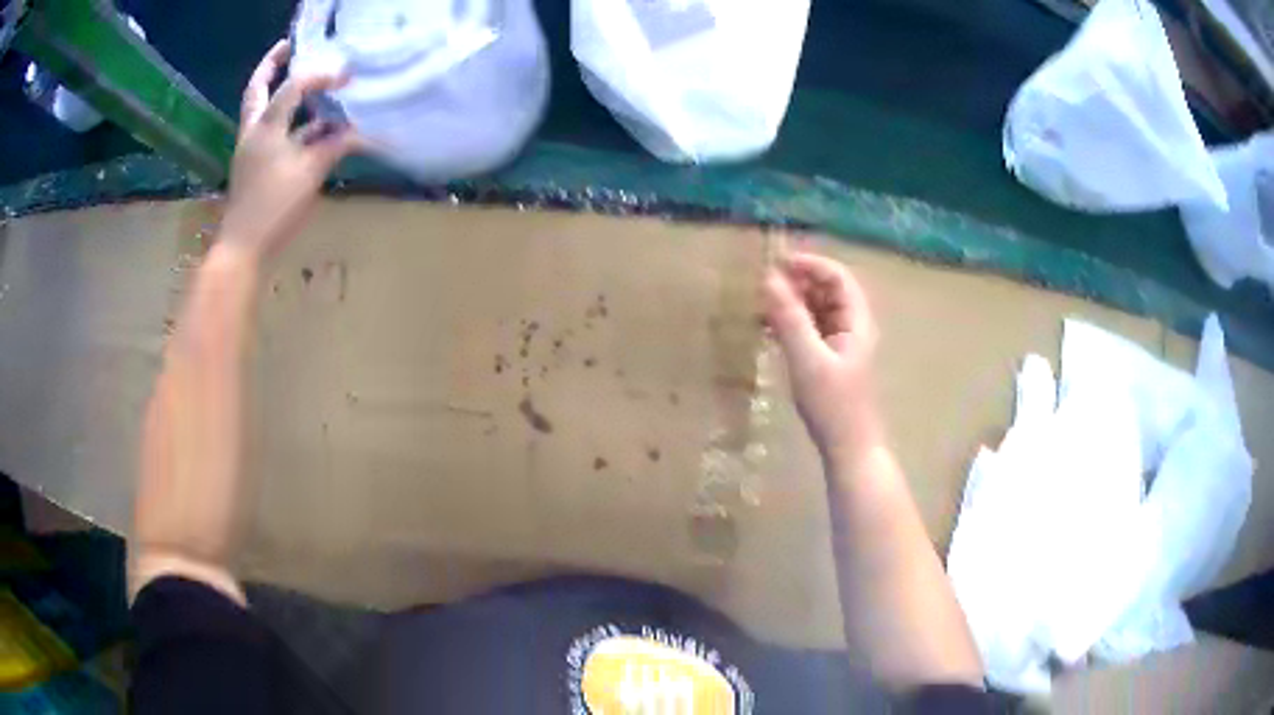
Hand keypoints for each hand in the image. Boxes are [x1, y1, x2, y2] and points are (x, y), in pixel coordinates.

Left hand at [220, 40, 363, 259]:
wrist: (243, 248)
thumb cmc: (273, 208)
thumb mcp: (309, 173)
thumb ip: (334, 146)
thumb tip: (360, 132)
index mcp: (265, 127)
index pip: (293, 87)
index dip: (320, 76)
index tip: (346, 75)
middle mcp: (254, 131)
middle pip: (258, 89)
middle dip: (272, 64)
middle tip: (290, 46)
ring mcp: (252, 149)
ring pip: (265, 111)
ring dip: (284, 94)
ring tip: (308, 81)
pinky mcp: (256, 167)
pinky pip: (275, 134)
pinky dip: (293, 126)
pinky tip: (315, 128)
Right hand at [764, 251, 883, 461]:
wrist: (848, 448)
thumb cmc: (833, 405)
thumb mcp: (808, 360)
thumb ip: (789, 319)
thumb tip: (768, 279)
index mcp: (856, 321)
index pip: (837, 277)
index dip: (809, 265)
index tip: (777, 264)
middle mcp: (852, 326)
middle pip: (828, 290)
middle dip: (798, 282)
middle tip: (764, 285)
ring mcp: (842, 343)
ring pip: (818, 309)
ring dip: (793, 302)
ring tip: (762, 305)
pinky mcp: (830, 359)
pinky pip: (811, 329)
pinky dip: (792, 323)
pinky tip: (769, 329)